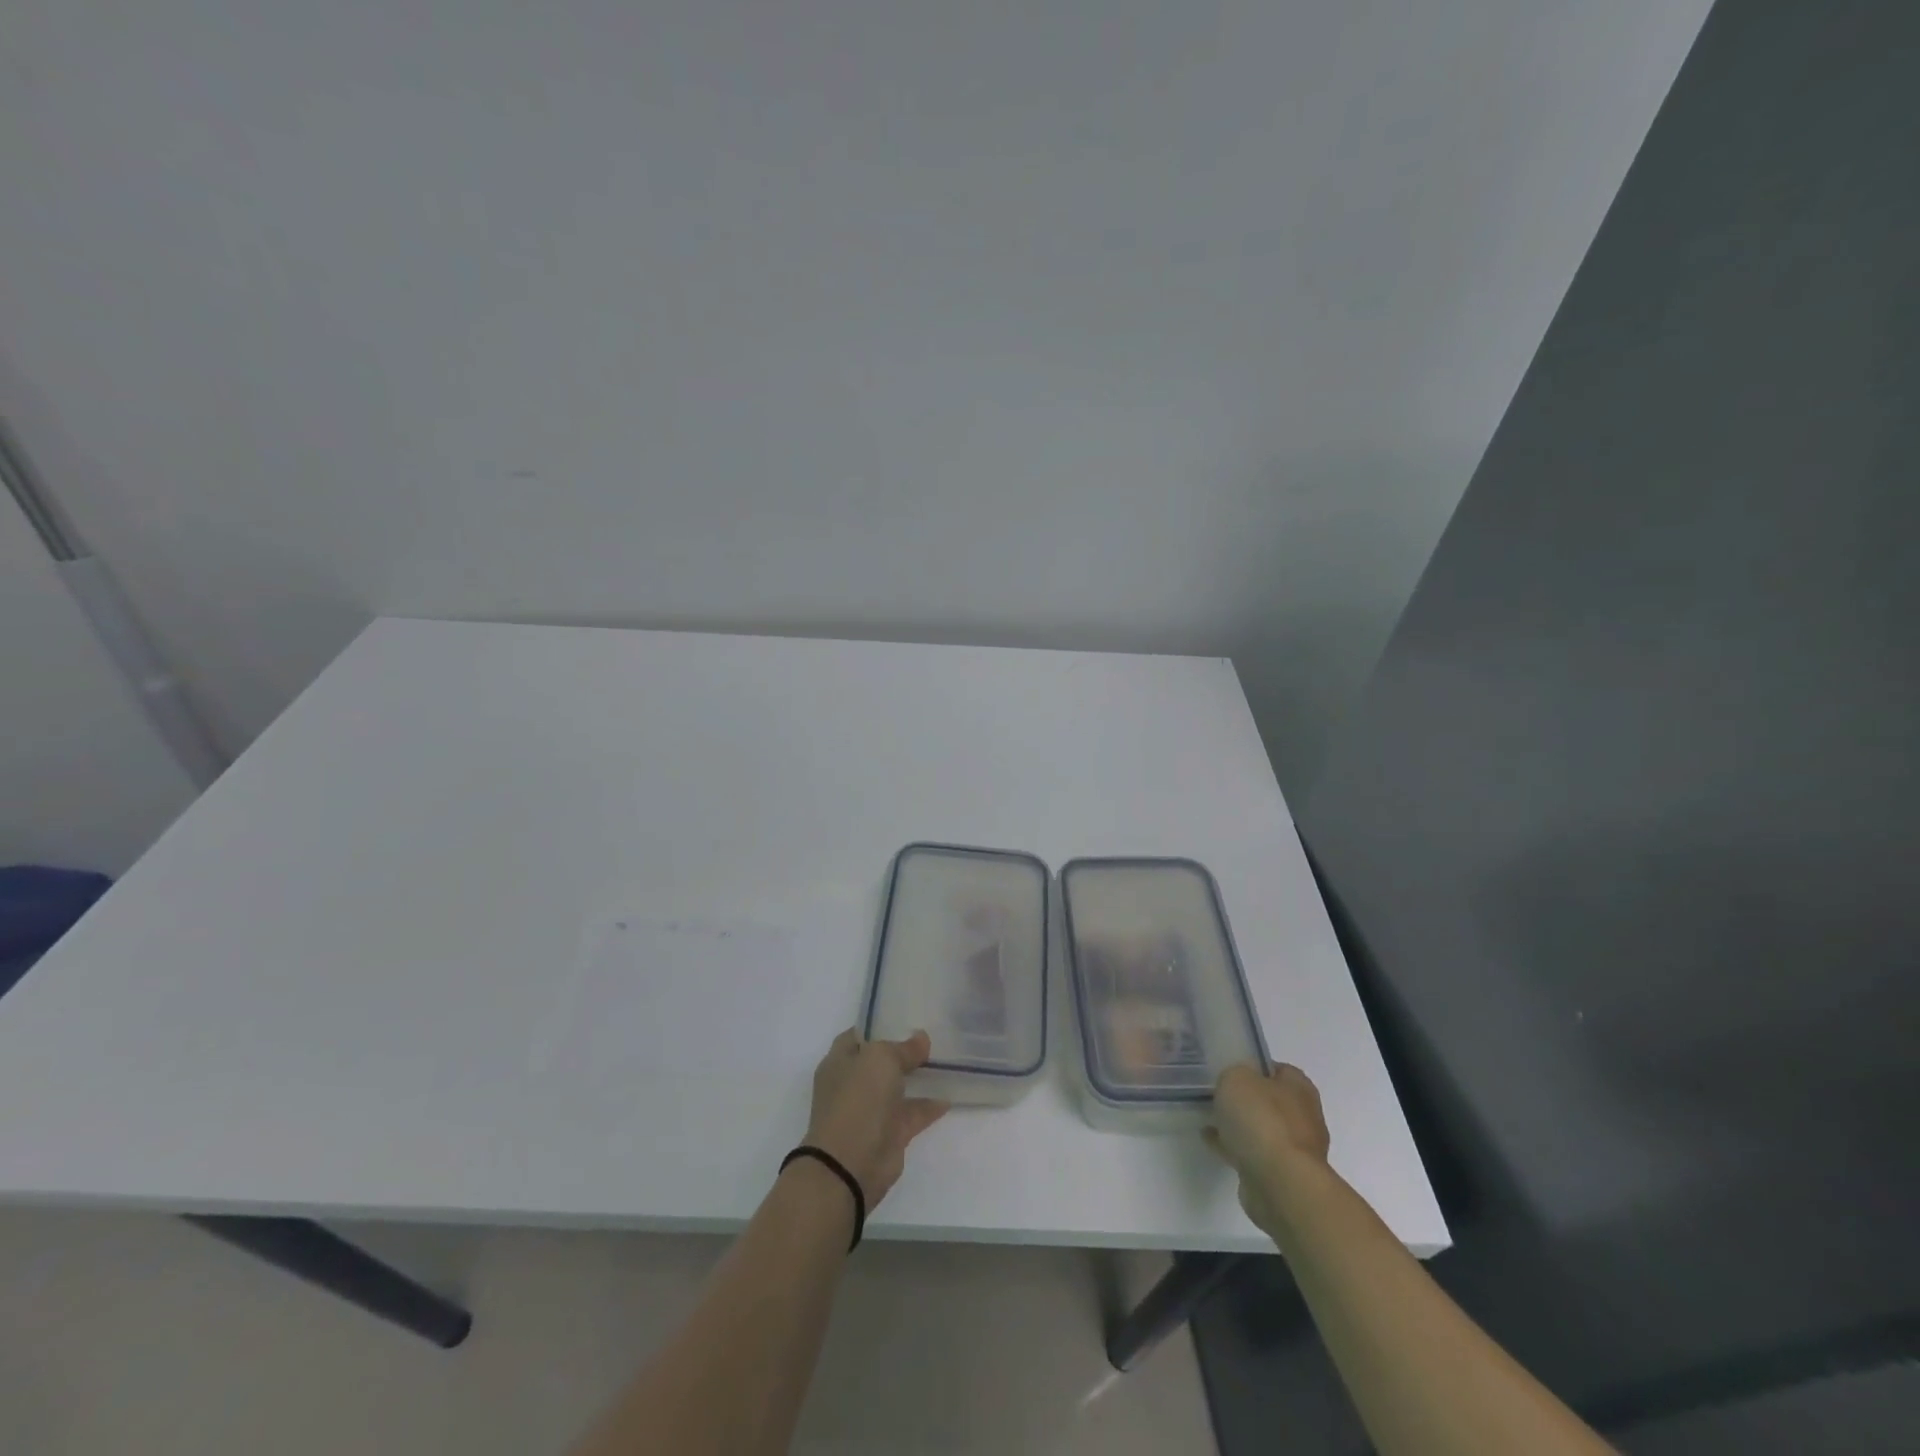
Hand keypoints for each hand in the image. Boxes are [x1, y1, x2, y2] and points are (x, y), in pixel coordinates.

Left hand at [804, 1028, 948, 1206]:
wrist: (850, 1164)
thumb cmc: (858, 1099)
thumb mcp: (881, 1059)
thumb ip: (903, 1048)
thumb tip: (921, 1038)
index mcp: (840, 1061)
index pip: (859, 1034)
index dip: (880, 1024)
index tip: (906, 1016)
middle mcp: (853, 1083)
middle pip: (880, 1061)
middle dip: (902, 1050)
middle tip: (931, 1035)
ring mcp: (871, 1110)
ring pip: (897, 1087)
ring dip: (917, 1077)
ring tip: (944, 1061)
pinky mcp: (889, 1134)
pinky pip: (912, 1113)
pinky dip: (928, 1106)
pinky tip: (948, 1097)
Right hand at [1206, 1062, 1332, 1235]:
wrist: (1280, 1184)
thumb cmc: (1262, 1120)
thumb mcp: (1237, 1078)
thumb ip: (1234, 1074)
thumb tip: (1237, 1083)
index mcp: (1299, 1088)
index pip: (1277, 1068)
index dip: (1253, 1066)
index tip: (1229, 1070)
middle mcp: (1304, 1116)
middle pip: (1270, 1100)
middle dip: (1246, 1099)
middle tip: (1218, 1095)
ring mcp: (1295, 1149)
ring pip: (1262, 1129)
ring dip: (1240, 1126)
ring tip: (1210, 1118)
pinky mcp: (1283, 1176)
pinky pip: (1254, 1154)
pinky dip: (1235, 1147)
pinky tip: (1212, 1141)